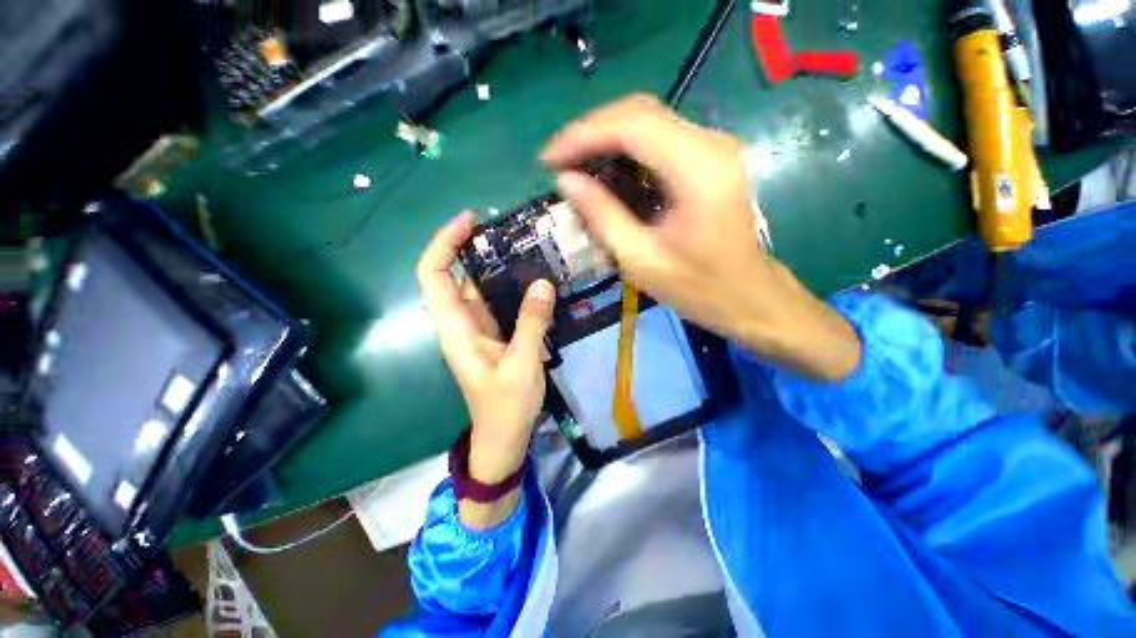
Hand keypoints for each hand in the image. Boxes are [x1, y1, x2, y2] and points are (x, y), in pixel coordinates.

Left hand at [417, 212, 554, 527]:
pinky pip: (493, 302)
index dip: (443, 244)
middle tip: (502, 229)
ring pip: (475, 288)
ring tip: (520, 246)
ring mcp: (475, 329)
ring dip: (491, 265)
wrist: (503, 437)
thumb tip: (543, 283)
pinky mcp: (491, 335)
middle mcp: (460, 324)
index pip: (434, 276)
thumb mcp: (523, 364)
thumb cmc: (507, 406)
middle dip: (468, 247)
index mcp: (456, 330)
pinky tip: (528, 278)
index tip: (469, 221)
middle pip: (451, 276)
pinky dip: (505, 286)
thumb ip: (532, 323)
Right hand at [541, 94, 859, 381]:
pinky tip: (606, 170)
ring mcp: (713, 148)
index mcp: (697, 168)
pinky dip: (626, 149)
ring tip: (575, 166)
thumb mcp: (641, 259)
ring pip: (648, 121)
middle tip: (558, 162)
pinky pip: (660, 139)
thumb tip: (566, 180)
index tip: (548, 159)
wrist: (748, 297)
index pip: (631, 124)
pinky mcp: (710, 160)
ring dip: (606, 138)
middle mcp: (710, 143)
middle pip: (640, 112)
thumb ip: (602, 215)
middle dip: (591, 132)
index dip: (582, 135)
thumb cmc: (698, 288)